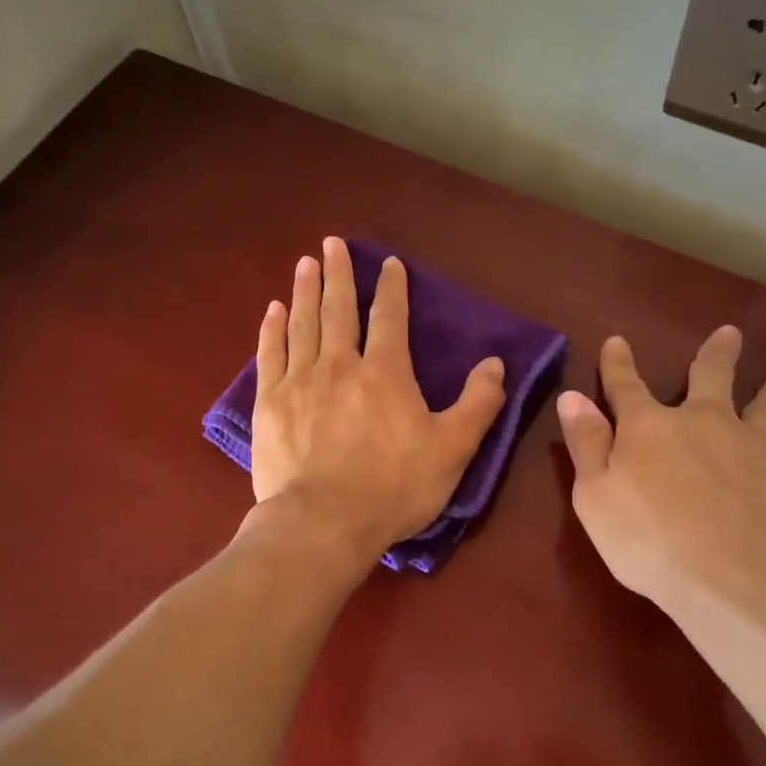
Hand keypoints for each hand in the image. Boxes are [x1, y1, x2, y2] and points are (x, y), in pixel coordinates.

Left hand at [249, 237, 506, 562]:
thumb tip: (495, 363)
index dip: (391, 288)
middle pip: (340, 309)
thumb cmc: (393, 488)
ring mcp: (300, 381)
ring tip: (305, 263)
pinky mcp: (270, 403)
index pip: (390, 317)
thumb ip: (478, 404)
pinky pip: (270, 354)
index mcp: (385, 372)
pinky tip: (273, 310)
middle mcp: (340, 364)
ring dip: (305, 291)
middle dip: (339, 274)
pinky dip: (272, 329)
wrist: (323, 522)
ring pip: (303, 324)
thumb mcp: (453, 450)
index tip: (388, 263)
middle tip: (332, 243)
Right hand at [556, 328, 765, 624]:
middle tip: (730, 333)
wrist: (736, 579)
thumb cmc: (649, 540)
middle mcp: (704, 423)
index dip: (618, 365)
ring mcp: (755, 447)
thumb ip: (586, 444)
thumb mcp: (594, 496)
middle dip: (716, 356)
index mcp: (649, 428)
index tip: (617, 341)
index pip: (626, 387)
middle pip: (711, 379)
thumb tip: (572, 397)